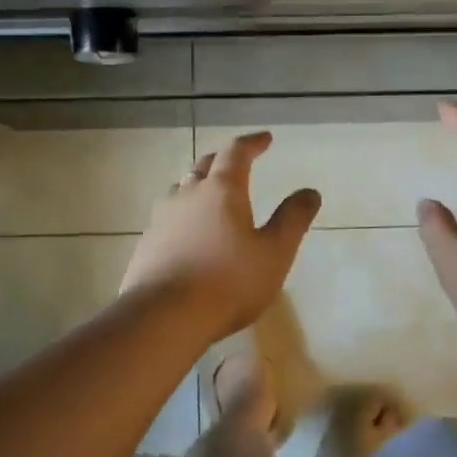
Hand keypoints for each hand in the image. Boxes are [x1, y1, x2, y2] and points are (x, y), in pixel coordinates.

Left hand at [120, 132, 321, 340]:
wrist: (163, 316)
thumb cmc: (228, 282)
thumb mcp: (274, 253)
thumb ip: (293, 220)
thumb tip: (310, 192)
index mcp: (221, 190)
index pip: (236, 152)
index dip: (252, 143)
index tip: (265, 139)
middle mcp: (187, 195)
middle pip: (204, 166)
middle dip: (223, 160)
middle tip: (237, 163)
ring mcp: (161, 218)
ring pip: (181, 189)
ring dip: (198, 185)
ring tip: (210, 195)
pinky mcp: (146, 243)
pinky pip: (168, 217)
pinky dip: (183, 215)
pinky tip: (188, 233)